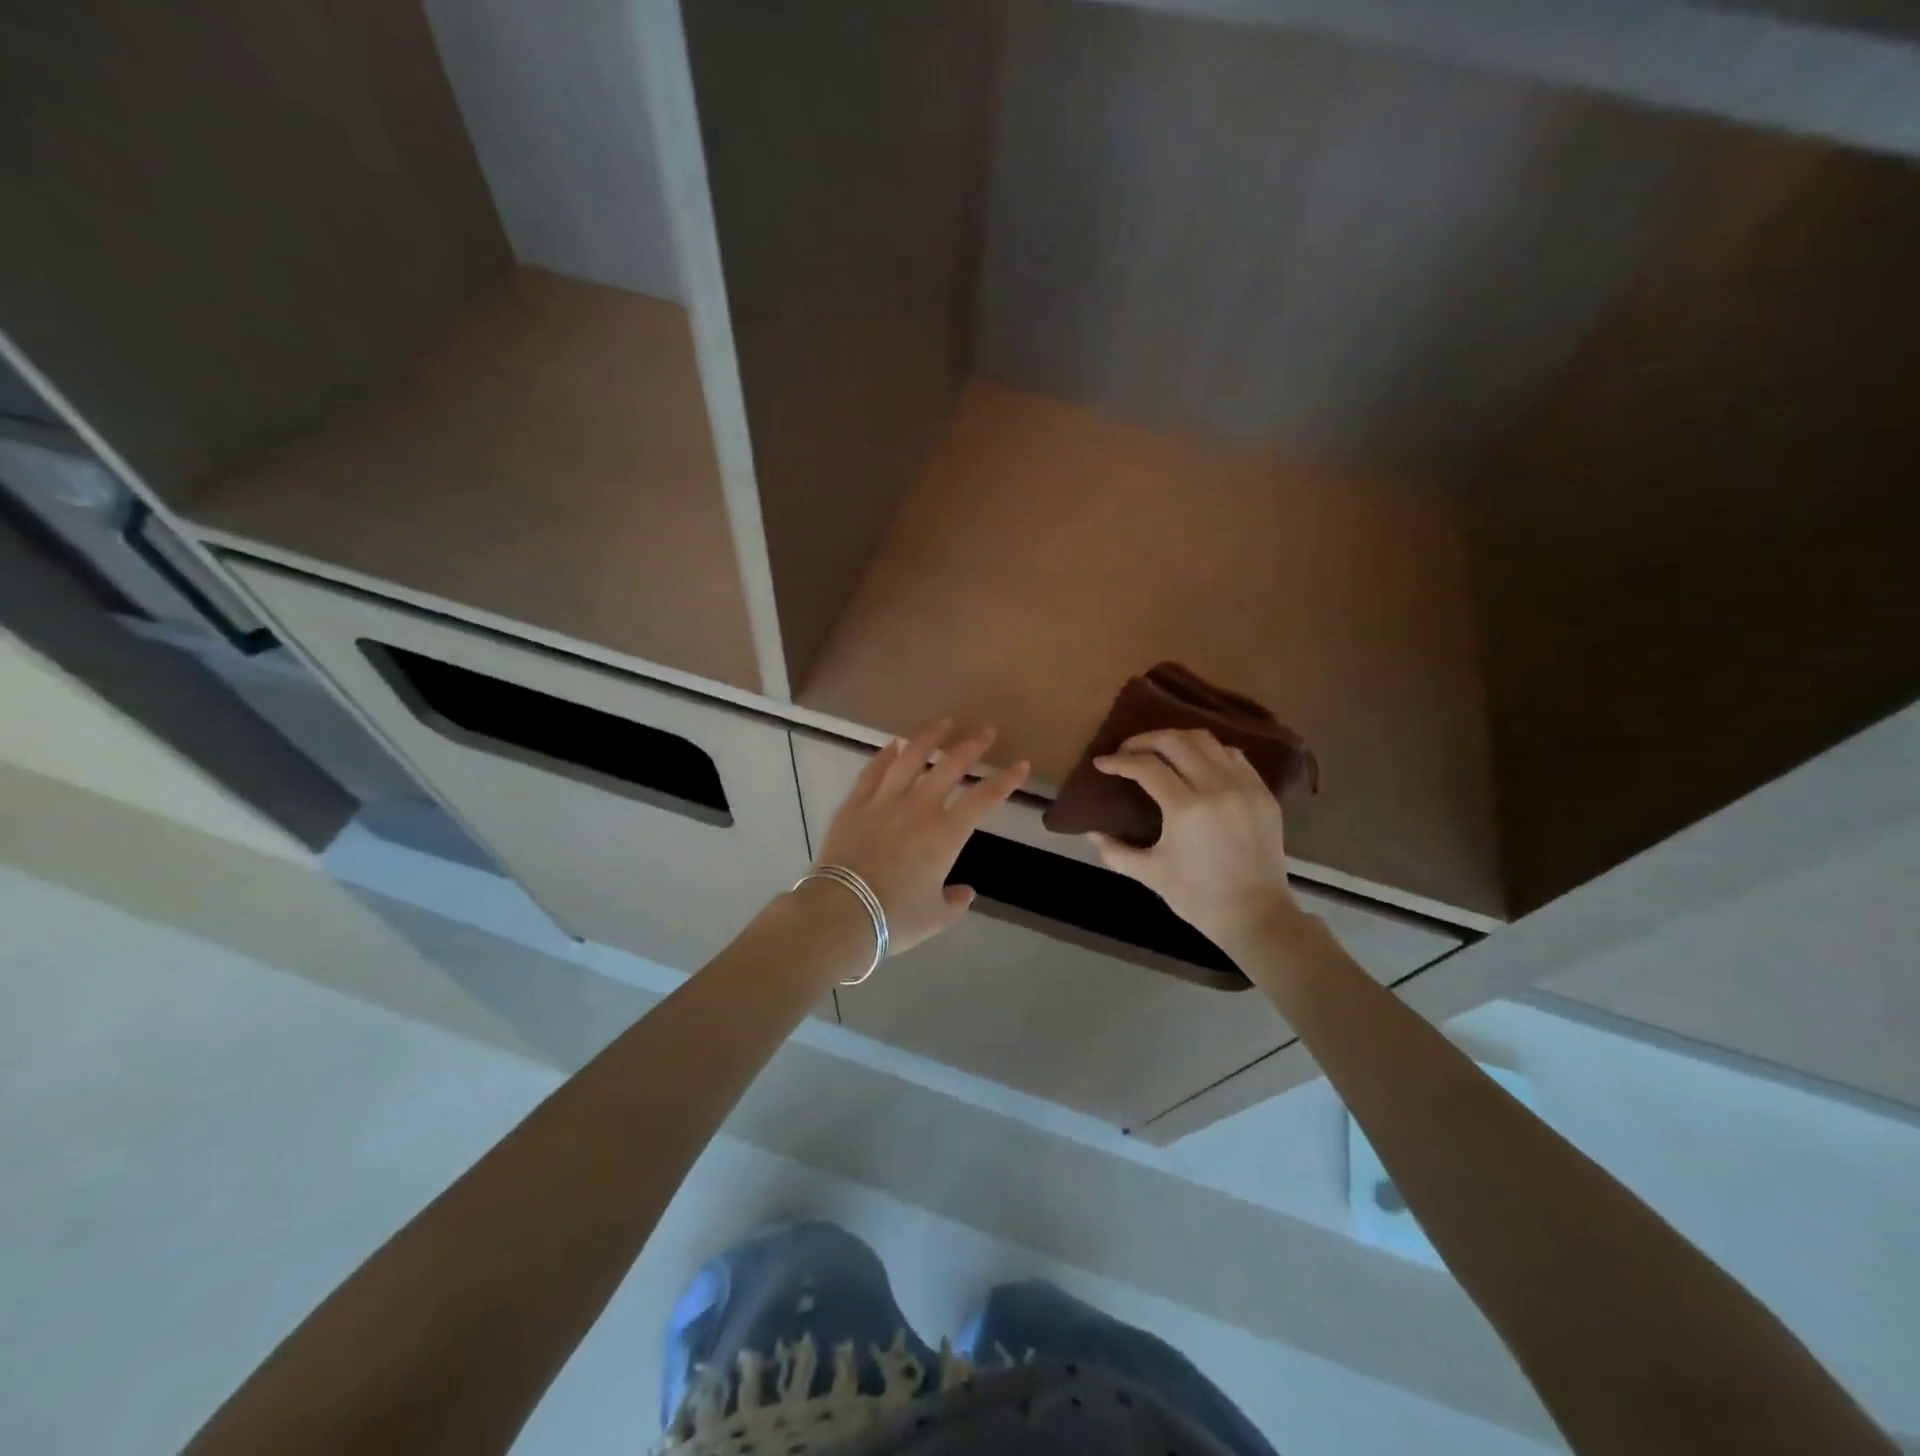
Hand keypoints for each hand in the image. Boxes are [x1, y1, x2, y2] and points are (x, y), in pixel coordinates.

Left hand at [813, 721, 1028, 954]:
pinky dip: (887, 754)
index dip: (1007, 780)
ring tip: (944, 724)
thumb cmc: (895, 917)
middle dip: (973, 745)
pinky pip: (874, 770)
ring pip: (911, 757)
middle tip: (987, 730)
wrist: (842, 911)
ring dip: (931, 738)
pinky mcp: (855, 803)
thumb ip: (954, 902)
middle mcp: (920, 806)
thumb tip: (965, 892)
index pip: (985, 797)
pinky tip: (895, 744)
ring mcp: (885, 800)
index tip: (1021, 765)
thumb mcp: (935, 917)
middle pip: (951, 765)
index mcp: (947, 833)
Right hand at [1090, 729, 1304, 950]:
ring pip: (1206, 740)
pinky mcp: (1263, 793)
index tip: (1101, 763)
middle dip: (1144, 740)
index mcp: (1186, 809)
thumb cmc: (1198, 898)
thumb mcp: (1149, 874)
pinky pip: (1234, 756)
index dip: (1119, 761)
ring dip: (1177, 740)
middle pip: (1175, 741)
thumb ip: (1115, 851)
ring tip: (1159, 751)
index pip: (1146, 767)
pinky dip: (1209, 751)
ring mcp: (1244, 787)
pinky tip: (1196, 763)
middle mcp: (1217, 788)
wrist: (1256, 916)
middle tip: (1127, 750)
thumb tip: (1092, 833)